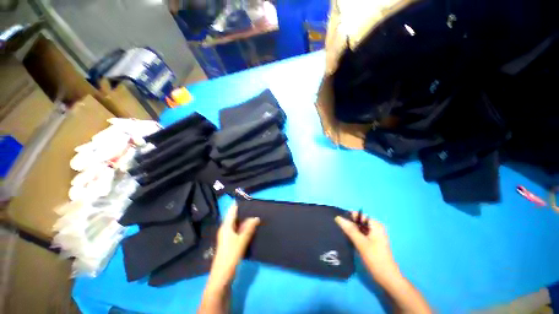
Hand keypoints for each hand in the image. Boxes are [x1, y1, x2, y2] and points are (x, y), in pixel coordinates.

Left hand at [207, 203, 259, 287]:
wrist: (222, 277)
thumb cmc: (230, 256)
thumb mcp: (241, 241)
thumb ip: (249, 228)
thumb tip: (256, 217)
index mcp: (226, 226)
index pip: (232, 211)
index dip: (238, 204)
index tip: (247, 198)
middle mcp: (225, 229)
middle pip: (234, 217)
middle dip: (243, 211)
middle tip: (254, 206)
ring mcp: (227, 236)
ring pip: (236, 224)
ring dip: (244, 220)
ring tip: (254, 214)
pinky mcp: (230, 243)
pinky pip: (238, 230)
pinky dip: (244, 227)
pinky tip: (251, 227)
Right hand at [335, 213, 400, 285]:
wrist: (387, 278)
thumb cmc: (375, 259)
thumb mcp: (361, 243)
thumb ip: (350, 229)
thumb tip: (338, 217)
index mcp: (375, 225)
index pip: (359, 215)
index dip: (348, 217)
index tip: (338, 222)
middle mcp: (375, 228)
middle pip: (358, 222)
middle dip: (349, 225)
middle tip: (339, 230)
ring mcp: (373, 236)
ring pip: (358, 229)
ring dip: (350, 231)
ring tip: (341, 234)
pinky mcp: (371, 242)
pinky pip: (360, 235)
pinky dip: (354, 236)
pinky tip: (348, 240)